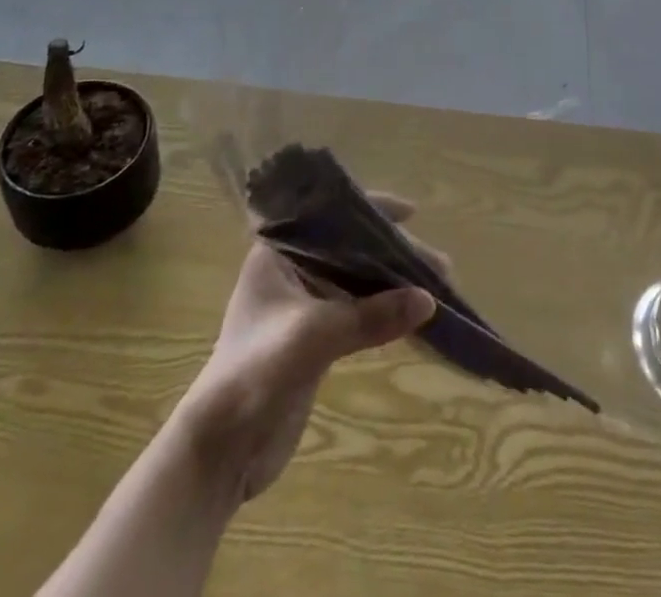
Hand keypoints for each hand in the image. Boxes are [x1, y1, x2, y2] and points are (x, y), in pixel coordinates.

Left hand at [176, 196, 435, 503]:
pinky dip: (384, 310)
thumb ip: (370, 316)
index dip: (372, 210)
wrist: (221, 449)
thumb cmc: (257, 372)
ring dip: (393, 282)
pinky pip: (357, 311)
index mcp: (279, 252)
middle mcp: (291, 270)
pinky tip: (414, 316)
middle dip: (393, 253)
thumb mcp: (314, 336)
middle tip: (439, 264)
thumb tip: (428, 301)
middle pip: (351, 248)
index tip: (412, 212)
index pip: (332, 216)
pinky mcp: (314, 338)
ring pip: (357, 280)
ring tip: (437, 286)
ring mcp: (303, 305)